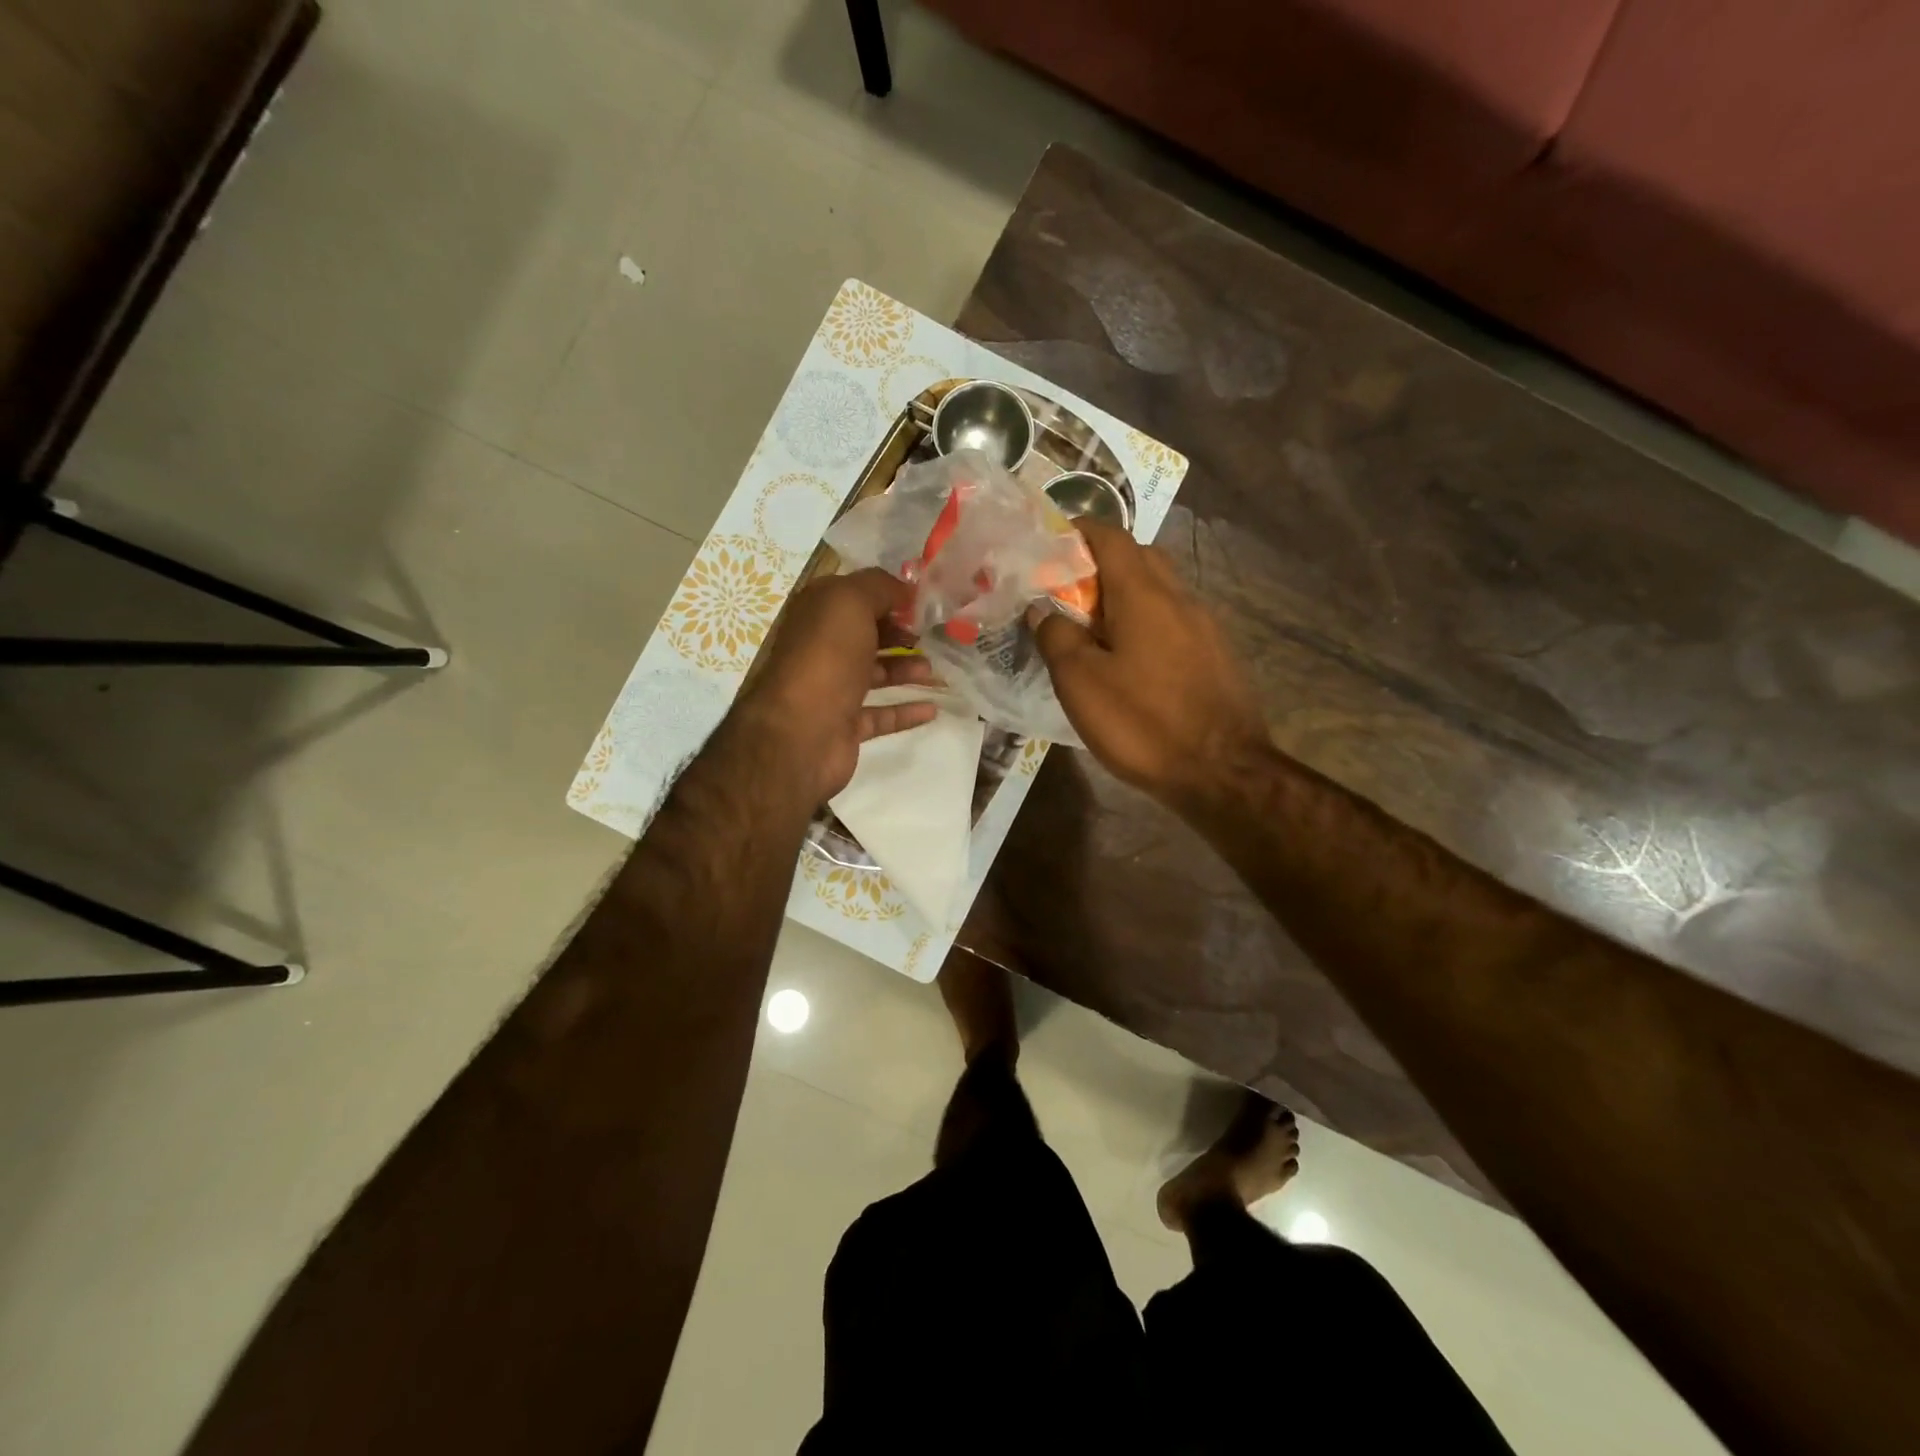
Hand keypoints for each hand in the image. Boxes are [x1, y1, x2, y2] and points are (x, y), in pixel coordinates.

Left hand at [734, 568, 936, 805]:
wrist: (800, 733)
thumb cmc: (825, 658)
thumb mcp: (850, 601)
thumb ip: (879, 587)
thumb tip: (905, 592)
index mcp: (817, 614)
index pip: (854, 595)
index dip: (888, 594)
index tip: (924, 602)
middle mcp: (821, 649)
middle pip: (866, 635)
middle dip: (900, 632)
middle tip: (932, 636)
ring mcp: (832, 690)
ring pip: (875, 674)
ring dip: (906, 669)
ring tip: (933, 671)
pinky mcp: (845, 726)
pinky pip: (881, 715)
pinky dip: (906, 711)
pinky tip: (933, 709)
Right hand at [1033, 521, 1267, 806]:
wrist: (1222, 772)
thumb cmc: (1143, 723)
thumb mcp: (1081, 683)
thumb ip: (1057, 636)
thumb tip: (1043, 608)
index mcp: (1143, 593)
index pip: (1110, 536)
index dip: (1077, 532)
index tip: (1048, 548)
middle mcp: (1179, 597)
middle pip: (1139, 557)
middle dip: (1101, 564)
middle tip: (1067, 594)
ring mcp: (1205, 625)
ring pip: (1160, 589)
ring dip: (1126, 595)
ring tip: (1094, 629)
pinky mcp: (1216, 653)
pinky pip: (1174, 619)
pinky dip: (1147, 622)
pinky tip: (1132, 659)